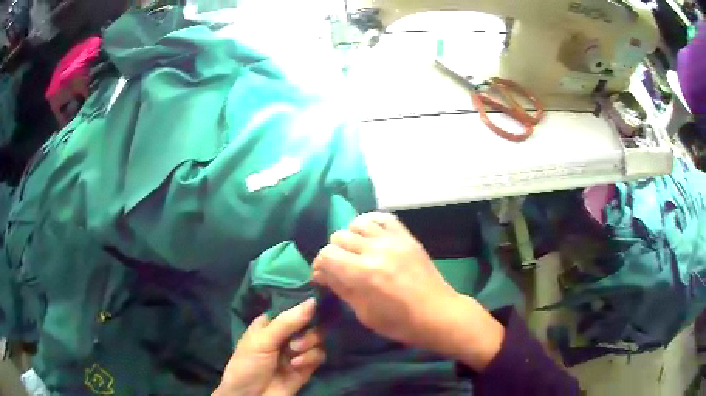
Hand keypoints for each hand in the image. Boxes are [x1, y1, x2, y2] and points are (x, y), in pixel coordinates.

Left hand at [214, 298, 325, 395]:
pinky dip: (311, 358)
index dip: (305, 303)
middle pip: (310, 321)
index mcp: (271, 322)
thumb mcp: (262, 341)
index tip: (318, 301)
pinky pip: (320, 354)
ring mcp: (297, 350)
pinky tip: (297, 365)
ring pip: (317, 337)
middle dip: (307, 331)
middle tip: (295, 343)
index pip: (292, 305)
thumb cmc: (248, 364)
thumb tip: (313, 300)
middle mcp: (286, 333)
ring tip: (294, 355)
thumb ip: (287, 322)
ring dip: (308, 345)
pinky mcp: (307, 366)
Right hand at [312, 213, 503, 370]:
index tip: (323, 275)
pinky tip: (370, 236)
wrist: (437, 313)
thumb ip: (341, 289)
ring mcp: (393, 240)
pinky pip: (383, 218)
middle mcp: (375, 250)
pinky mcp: (407, 237)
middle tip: (339, 267)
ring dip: (350, 237)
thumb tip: (322, 274)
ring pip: (358, 223)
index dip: (320, 264)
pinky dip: (371, 223)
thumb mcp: (364, 313)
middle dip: (333, 252)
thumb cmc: (399, 322)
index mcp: (363, 274)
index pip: (327, 254)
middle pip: (339, 236)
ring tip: (356, 251)